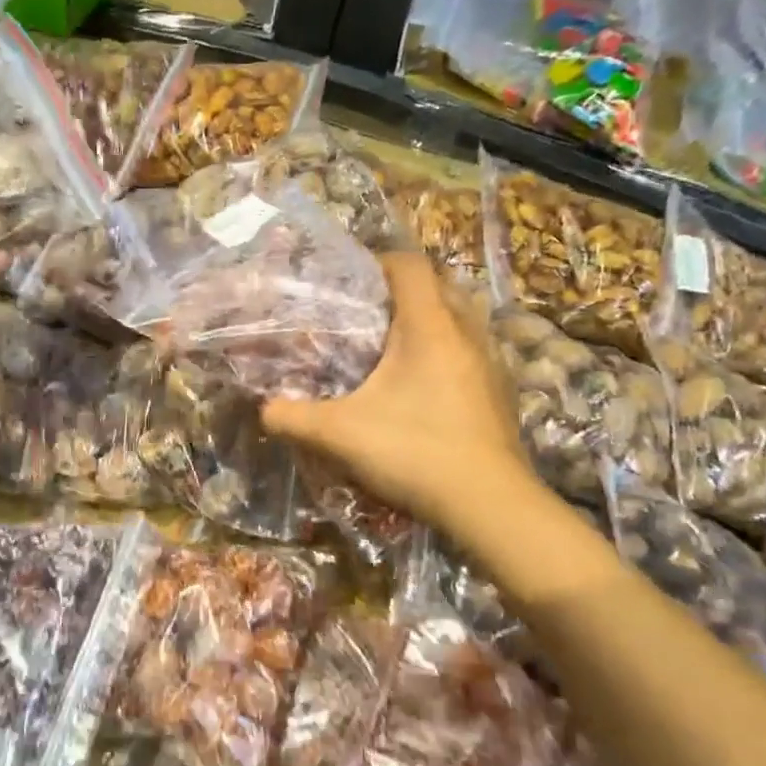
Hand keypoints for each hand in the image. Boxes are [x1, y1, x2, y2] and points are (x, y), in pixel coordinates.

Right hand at [261, 253, 540, 542]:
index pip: (409, 266)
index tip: (352, 278)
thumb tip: (264, 410)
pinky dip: (447, 354)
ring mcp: (491, 363)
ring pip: (461, 321)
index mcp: (429, 326)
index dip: (379, 262)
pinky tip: (424, 388)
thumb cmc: (413, 451)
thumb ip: (293, 418)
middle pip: (439, 287)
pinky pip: (472, 353)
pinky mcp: (501, 393)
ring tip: (395, 348)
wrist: (488, 504)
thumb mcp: (340, 434)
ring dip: (430, 323)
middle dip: (404, 292)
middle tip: (368, 314)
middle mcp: (467, 333)